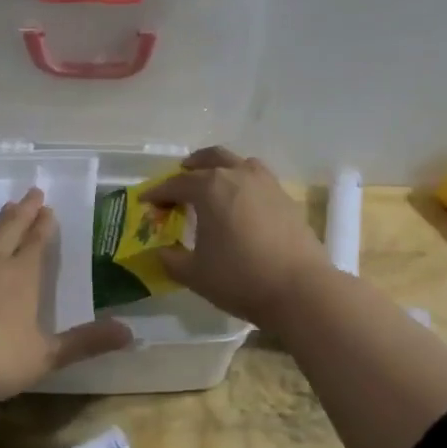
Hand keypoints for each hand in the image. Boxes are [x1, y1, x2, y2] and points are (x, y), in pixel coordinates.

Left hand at [0, 189, 131, 402]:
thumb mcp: (46, 356)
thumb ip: (85, 343)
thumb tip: (130, 334)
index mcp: (22, 277)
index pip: (37, 243)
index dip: (45, 226)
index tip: (49, 209)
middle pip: (10, 229)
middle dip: (24, 211)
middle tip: (32, 192)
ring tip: (3, 208)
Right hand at [148, 147, 332, 326]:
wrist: (300, 289)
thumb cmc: (240, 278)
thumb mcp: (194, 274)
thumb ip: (171, 259)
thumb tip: (160, 252)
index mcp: (210, 187)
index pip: (177, 183)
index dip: (158, 192)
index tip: (146, 201)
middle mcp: (238, 175)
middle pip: (211, 158)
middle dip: (192, 167)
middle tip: (180, 179)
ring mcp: (266, 184)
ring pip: (239, 163)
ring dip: (222, 168)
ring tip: (213, 185)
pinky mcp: (286, 198)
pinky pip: (259, 179)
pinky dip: (244, 183)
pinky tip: (242, 204)